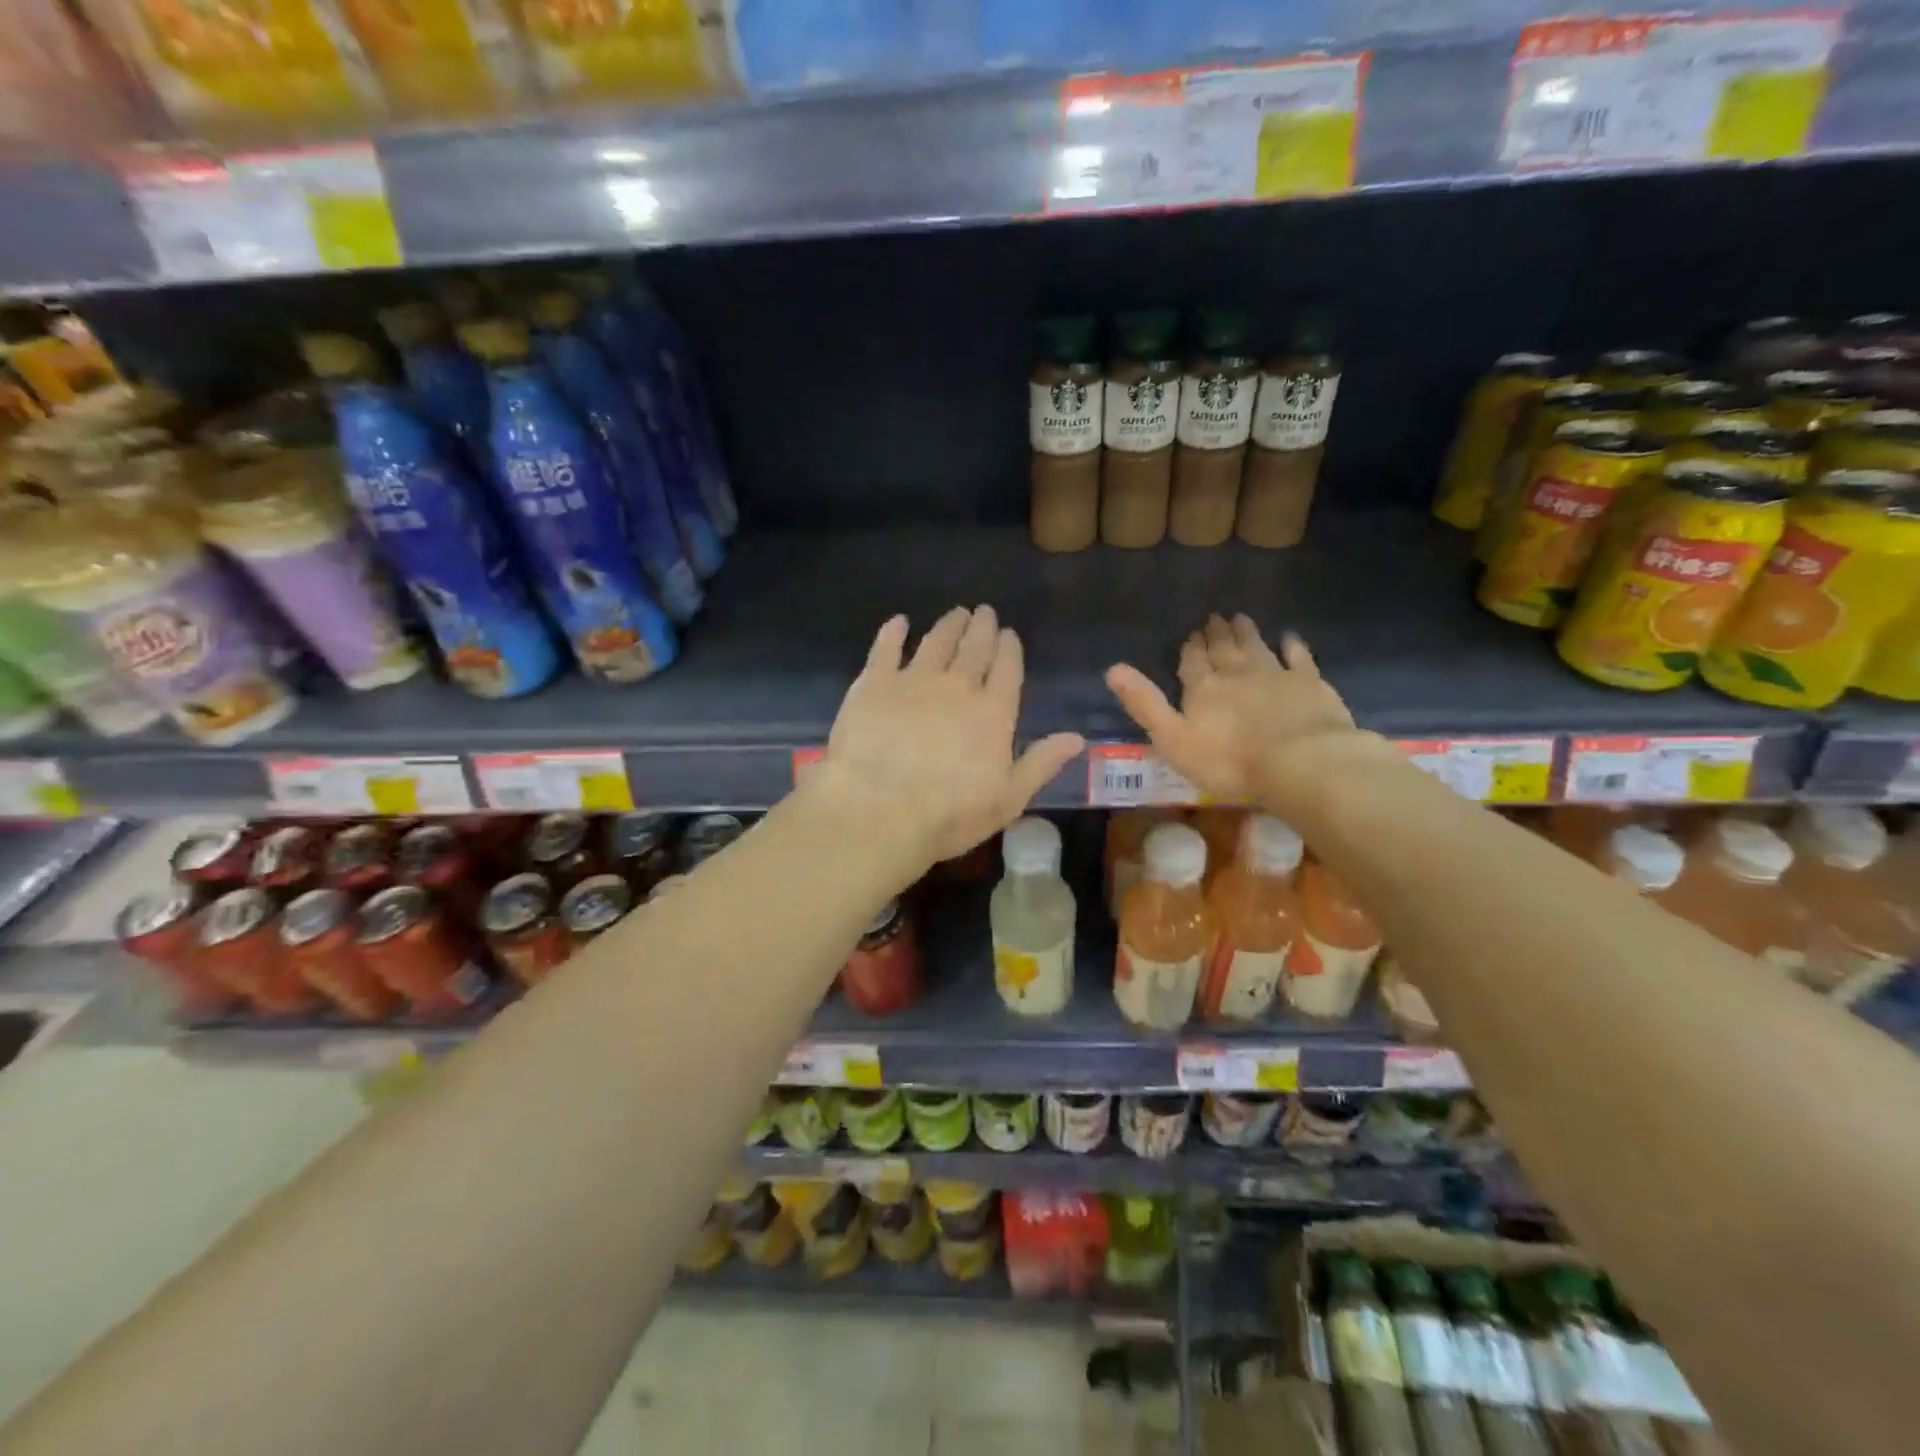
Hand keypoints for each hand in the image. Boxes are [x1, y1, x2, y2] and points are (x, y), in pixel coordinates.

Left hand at [815, 606, 1085, 870]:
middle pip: (974, 648)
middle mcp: (957, 686)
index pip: (1007, 669)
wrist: (880, 810)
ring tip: (956, 614)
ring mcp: (914, 680)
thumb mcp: (1008, 798)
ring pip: (936, 642)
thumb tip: (1076, 738)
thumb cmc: (950, 814)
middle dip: (982, 628)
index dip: (1009, 649)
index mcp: (993, 712)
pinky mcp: (874, 684)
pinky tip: (899, 622)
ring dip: (948, 625)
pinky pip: (885, 649)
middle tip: (985, 612)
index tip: (1009, 633)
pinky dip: (893, 633)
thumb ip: (1041, 763)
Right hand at [1105, 614, 1367, 807]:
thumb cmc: (1229, 761)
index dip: (1190, 649)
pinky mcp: (1309, 683)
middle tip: (1214, 618)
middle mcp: (1236, 673)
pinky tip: (1289, 637)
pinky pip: (1299, 657)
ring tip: (1241, 618)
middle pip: (1223, 649)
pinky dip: (1292, 645)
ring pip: (1256, 646)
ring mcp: (1275, 674)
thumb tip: (1112, 669)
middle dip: (1216, 634)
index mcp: (1203, 688)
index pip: (1192, 662)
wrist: (1300, 762)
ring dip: (1246, 632)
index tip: (1191, 635)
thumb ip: (1145, 705)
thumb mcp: (1173, 739)